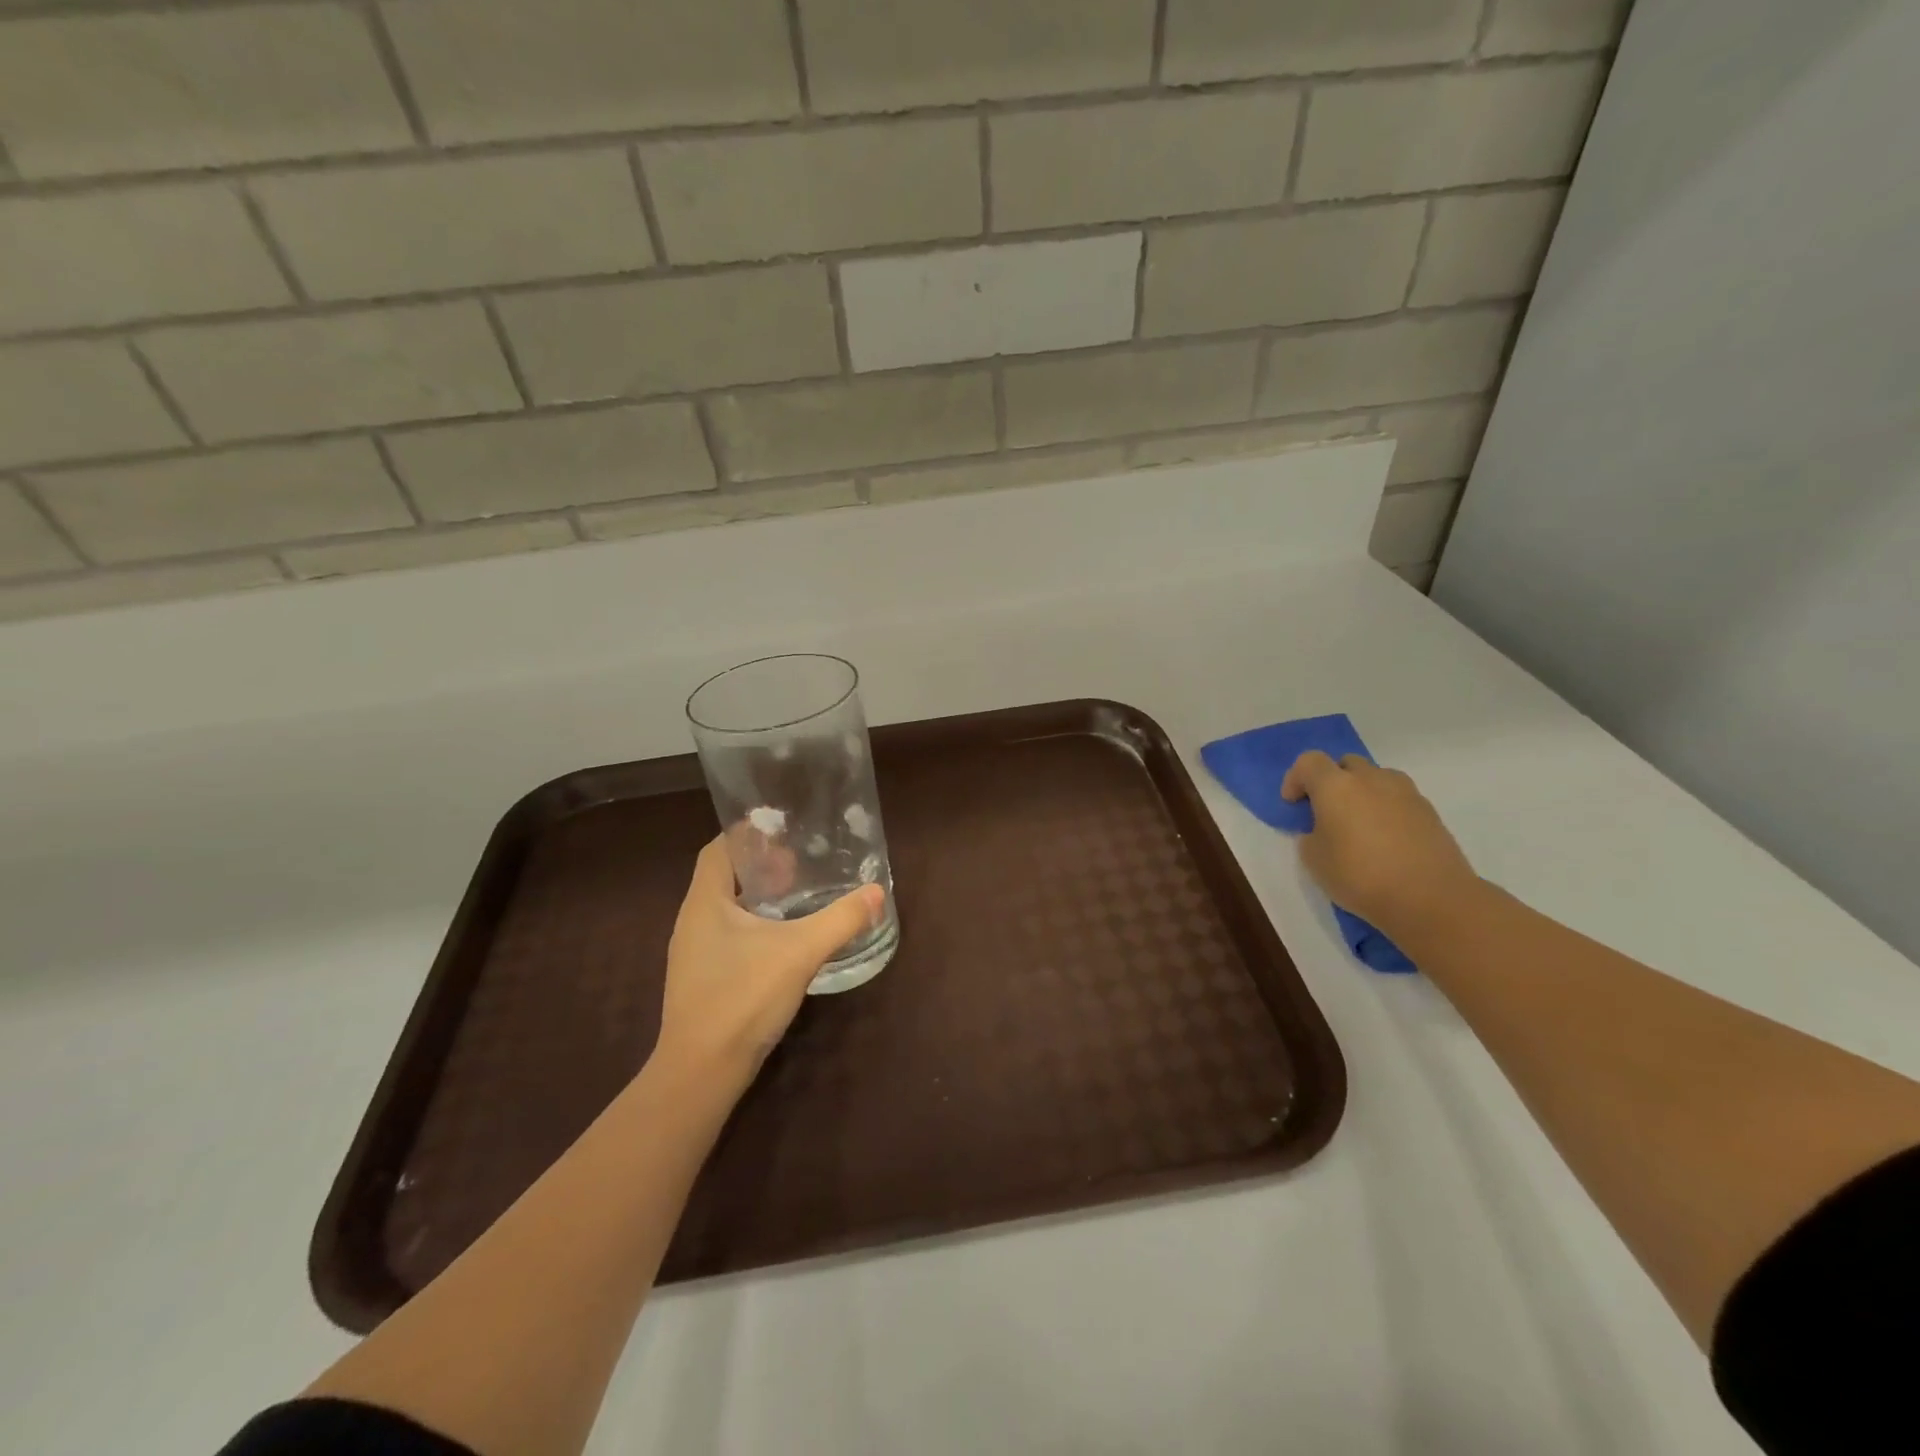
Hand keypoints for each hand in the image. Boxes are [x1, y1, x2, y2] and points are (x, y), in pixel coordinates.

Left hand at [655, 836, 884, 1084]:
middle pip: (723, 877)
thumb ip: (840, 920)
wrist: (701, 1072)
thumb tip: (877, 893)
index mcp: (704, 903)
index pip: (718, 849)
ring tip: (797, 897)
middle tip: (800, 863)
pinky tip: (783, 941)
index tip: (782, 830)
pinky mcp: (702, 980)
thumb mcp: (799, 952)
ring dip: (758, 898)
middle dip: (760, 866)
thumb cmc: (742, 998)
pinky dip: (754, 927)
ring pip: (726, 910)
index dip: (747, 834)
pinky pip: (728, 937)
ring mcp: (694, 954)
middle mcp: (692, 922)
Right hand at [1279, 751, 1478, 938]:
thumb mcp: (1314, 860)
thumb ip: (1311, 835)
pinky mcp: (1430, 811)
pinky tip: (1387, 841)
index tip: (1293, 805)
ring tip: (1360, 825)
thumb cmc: (1360, 876)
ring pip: (1376, 778)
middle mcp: (1371, 779)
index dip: (1295, 779)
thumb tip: (1323, 830)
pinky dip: (1387, 809)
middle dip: (1332, 781)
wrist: (1431, 899)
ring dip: (1363, 792)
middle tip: (1327, 812)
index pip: (1308, 761)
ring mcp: (1405, 792)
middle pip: (1346, 764)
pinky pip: (1399, 798)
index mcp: (1336, 786)